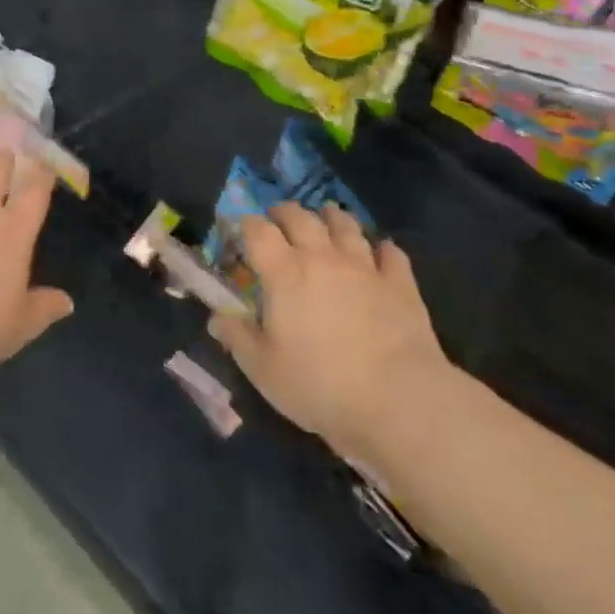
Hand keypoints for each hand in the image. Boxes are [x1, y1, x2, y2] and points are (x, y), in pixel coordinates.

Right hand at [209, 202, 450, 456]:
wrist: (398, 401)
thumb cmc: (320, 385)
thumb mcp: (264, 370)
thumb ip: (237, 338)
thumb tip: (215, 318)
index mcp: (284, 273)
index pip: (258, 230)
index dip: (247, 225)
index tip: (241, 231)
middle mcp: (322, 258)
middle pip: (300, 217)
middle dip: (285, 212)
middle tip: (278, 218)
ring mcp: (364, 267)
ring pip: (345, 226)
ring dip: (332, 217)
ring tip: (326, 217)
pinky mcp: (400, 284)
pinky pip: (391, 253)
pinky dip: (383, 248)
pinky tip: (381, 251)